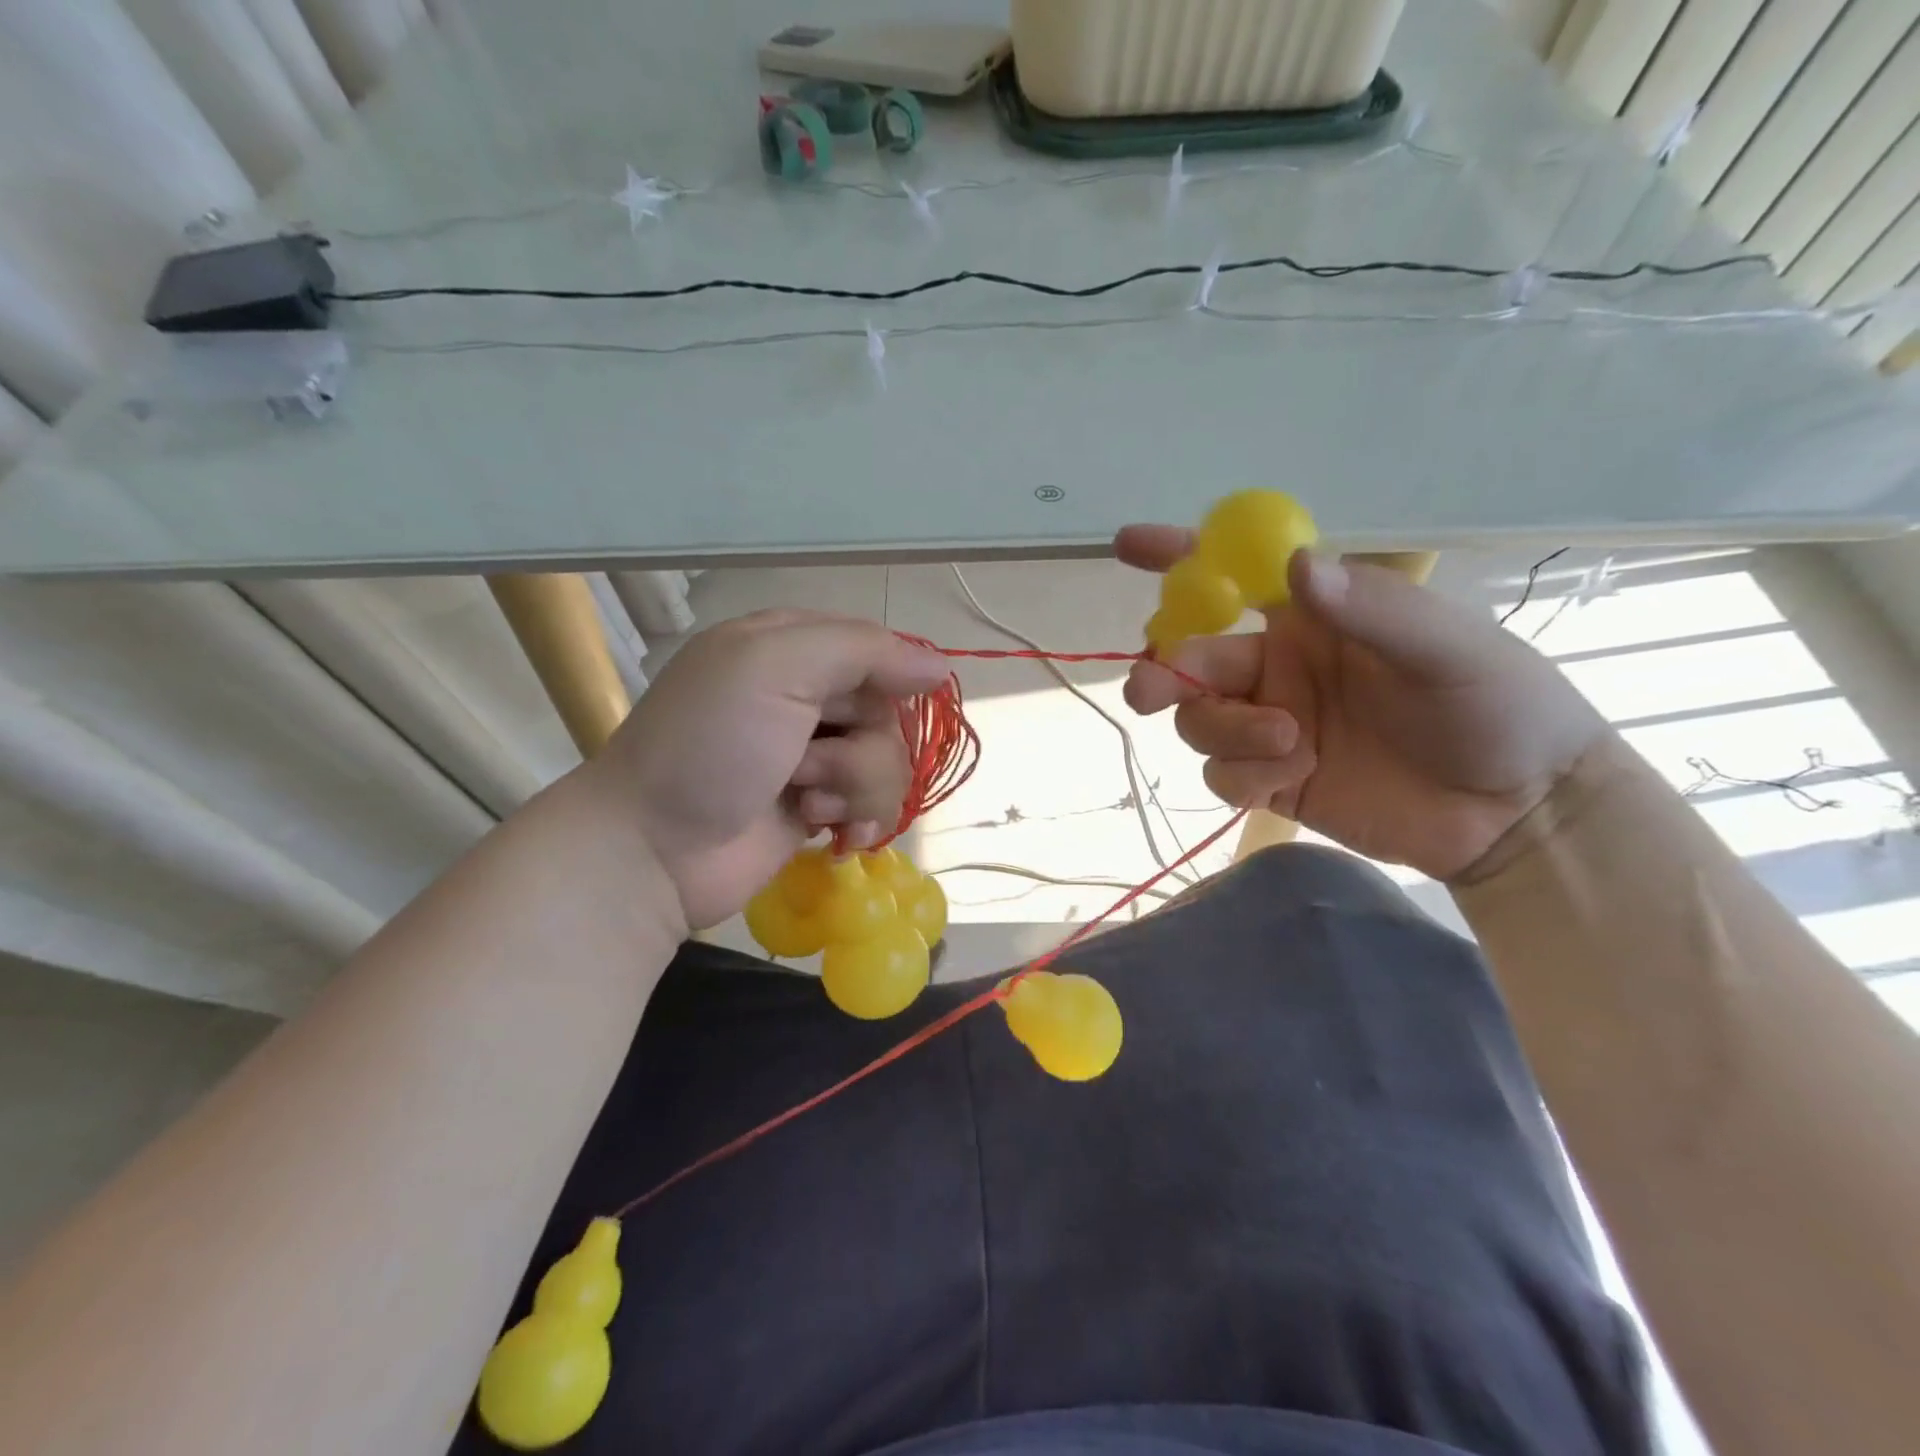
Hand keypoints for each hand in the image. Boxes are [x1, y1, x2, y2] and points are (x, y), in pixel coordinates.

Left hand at [579, 610, 950, 932]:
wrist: (653, 850)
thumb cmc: (710, 746)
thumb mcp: (776, 668)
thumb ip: (862, 652)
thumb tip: (940, 667)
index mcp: (789, 646)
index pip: (873, 647)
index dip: (890, 676)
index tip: (876, 707)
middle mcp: (805, 696)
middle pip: (888, 710)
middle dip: (862, 746)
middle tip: (808, 766)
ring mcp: (812, 755)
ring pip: (888, 762)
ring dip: (856, 788)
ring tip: (808, 806)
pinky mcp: (818, 807)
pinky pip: (875, 805)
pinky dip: (860, 822)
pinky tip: (834, 839)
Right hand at [1118, 529, 1605, 880]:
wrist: (1514, 812)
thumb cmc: (1495, 707)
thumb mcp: (1446, 648)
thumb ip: (1371, 608)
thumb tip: (1291, 564)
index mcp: (1309, 621)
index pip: (1230, 579)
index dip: (1177, 558)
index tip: (1130, 546)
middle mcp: (1275, 669)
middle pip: (1188, 660)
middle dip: (1164, 671)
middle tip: (1150, 691)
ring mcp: (1267, 727)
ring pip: (1196, 720)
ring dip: (1225, 730)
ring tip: (1290, 744)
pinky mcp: (1267, 782)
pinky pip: (1219, 774)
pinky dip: (1243, 774)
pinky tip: (1293, 778)